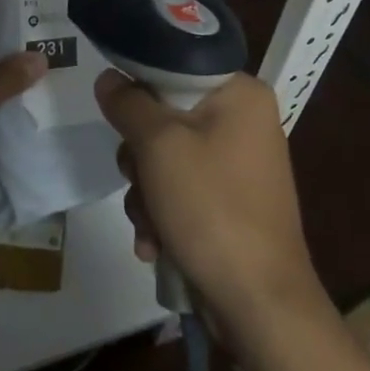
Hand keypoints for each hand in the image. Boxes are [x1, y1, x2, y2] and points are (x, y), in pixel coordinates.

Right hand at [97, 70, 324, 341]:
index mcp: (241, 94)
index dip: (141, 87)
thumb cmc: (211, 208)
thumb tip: (109, 77)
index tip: (118, 113)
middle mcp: (245, 122)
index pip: (176, 65)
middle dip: (140, 157)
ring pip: (168, 158)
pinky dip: (164, 214)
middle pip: (167, 116)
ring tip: (149, 225)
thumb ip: (128, 103)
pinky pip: (184, 190)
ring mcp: (240, 165)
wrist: (260, 305)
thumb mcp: (159, 146)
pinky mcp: (232, 202)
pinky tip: (156, 244)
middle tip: (138, 178)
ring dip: (147, 193)